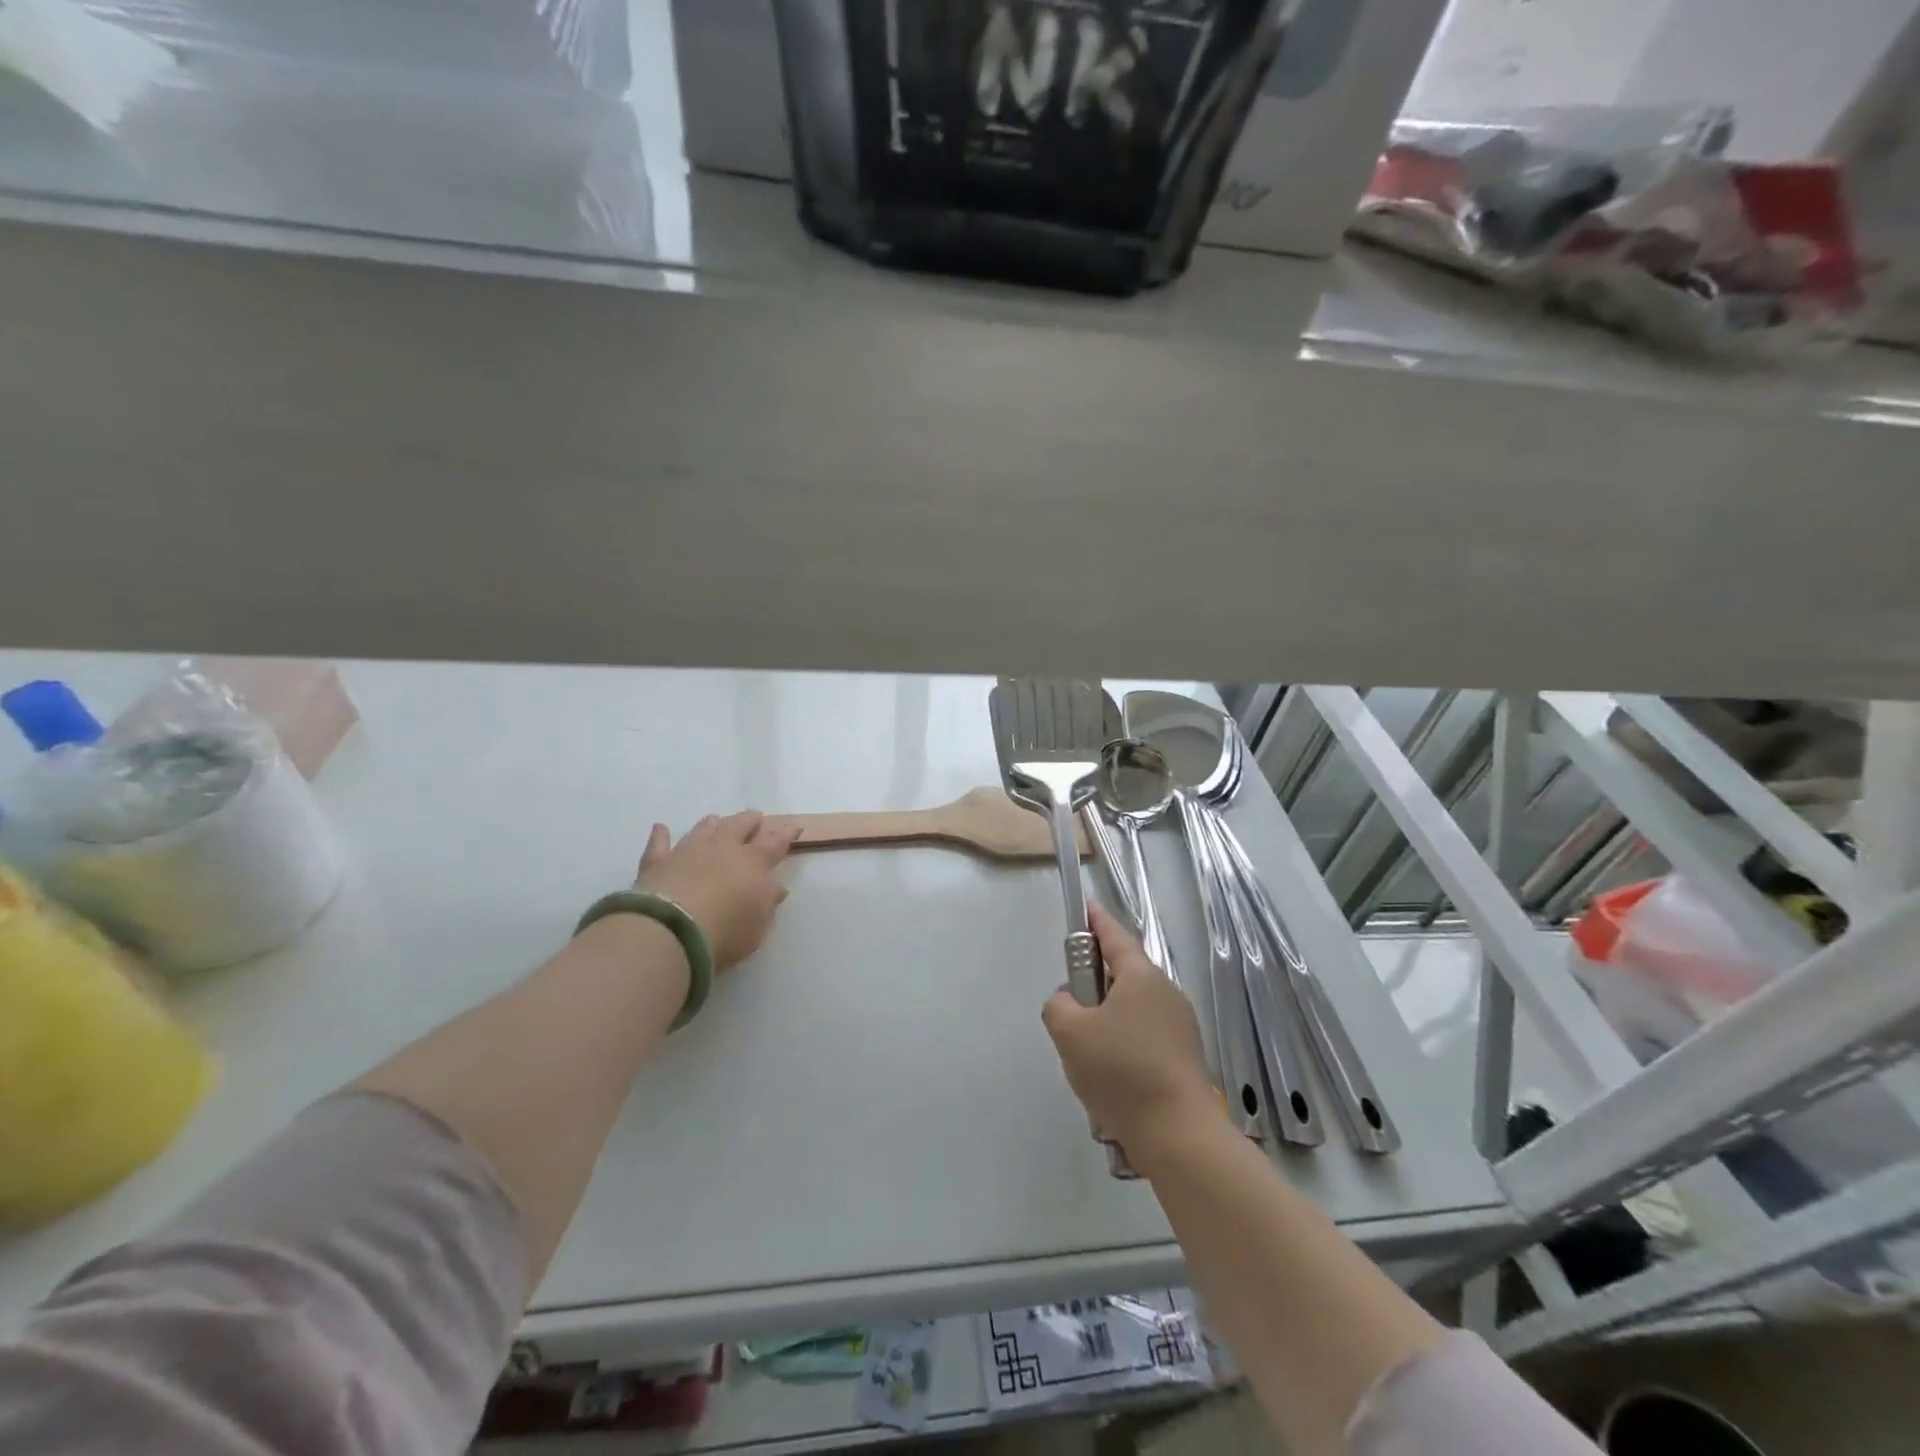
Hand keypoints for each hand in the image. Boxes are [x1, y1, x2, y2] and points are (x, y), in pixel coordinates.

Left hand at [634, 811, 800, 972]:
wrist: (672, 931)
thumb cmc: (726, 930)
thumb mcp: (759, 924)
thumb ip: (768, 902)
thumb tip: (776, 887)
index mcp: (753, 862)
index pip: (775, 843)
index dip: (786, 834)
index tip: (794, 825)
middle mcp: (722, 849)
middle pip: (739, 827)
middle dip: (749, 821)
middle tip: (755, 816)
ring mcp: (688, 852)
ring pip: (703, 829)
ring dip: (712, 824)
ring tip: (716, 819)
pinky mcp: (658, 863)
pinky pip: (659, 844)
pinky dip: (661, 835)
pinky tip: (660, 827)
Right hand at [1041, 905, 1218, 1160]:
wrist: (1178, 1134)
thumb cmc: (1121, 1071)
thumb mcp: (1070, 1032)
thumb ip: (1058, 1004)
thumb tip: (1068, 1001)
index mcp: (1141, 976)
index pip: (1114, 935)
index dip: (1094, 920)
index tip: (1083, 907)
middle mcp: (1165, 992)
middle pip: (1122, 972)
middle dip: (1093, 980)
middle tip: (1068, 1002)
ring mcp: (1179, 1025)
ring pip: (1131, 1006)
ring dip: (1105, 1015)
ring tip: (1083, 1048)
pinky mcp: (1182, 1056)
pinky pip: (1143, 1033)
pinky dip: (1121, 1040)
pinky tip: (1107, 1072)